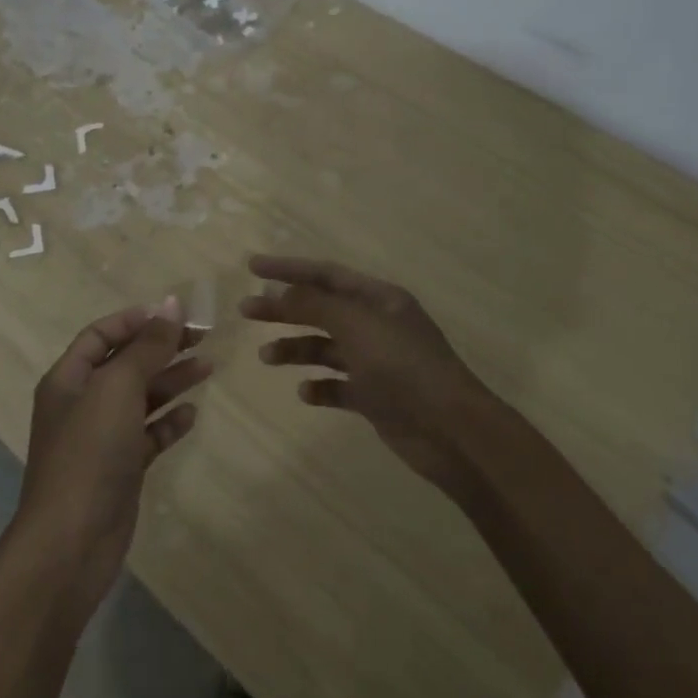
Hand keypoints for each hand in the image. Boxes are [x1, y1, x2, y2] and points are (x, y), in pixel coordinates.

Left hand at [15, 297, 210, 607]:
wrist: (71, 542)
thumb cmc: (89, 452)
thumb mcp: (117, 388)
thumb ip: (146, 346)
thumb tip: (171, 303)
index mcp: (69, 378)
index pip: (101, 335)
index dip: (136, 321)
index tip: (175, 315)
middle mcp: (82, 403)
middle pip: (125, 363)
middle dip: (161, 348)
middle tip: (203, 337)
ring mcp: (101, 438)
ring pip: (140, 398)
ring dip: (171, 380)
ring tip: (208, 366)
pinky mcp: (120, 469)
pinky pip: (147, 435)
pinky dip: (168, 421)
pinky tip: (192, 413)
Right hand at [239, 255, 497, 495]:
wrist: (451, 431)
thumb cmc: (404, 367)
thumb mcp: (356, 326)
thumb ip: (314, 306)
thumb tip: (278, 291)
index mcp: (379, 299)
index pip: (326, 274)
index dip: (289, 269)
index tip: (252, 267)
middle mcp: (377, 325)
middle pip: (321, 309)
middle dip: (284, 309)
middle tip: (246, 311)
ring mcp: (377, 362)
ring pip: (326, 348)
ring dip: (295, 349)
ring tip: (266, 357)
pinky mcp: (375, 397)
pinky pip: (338, 386)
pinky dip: (319, 387)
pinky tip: (305, 393)